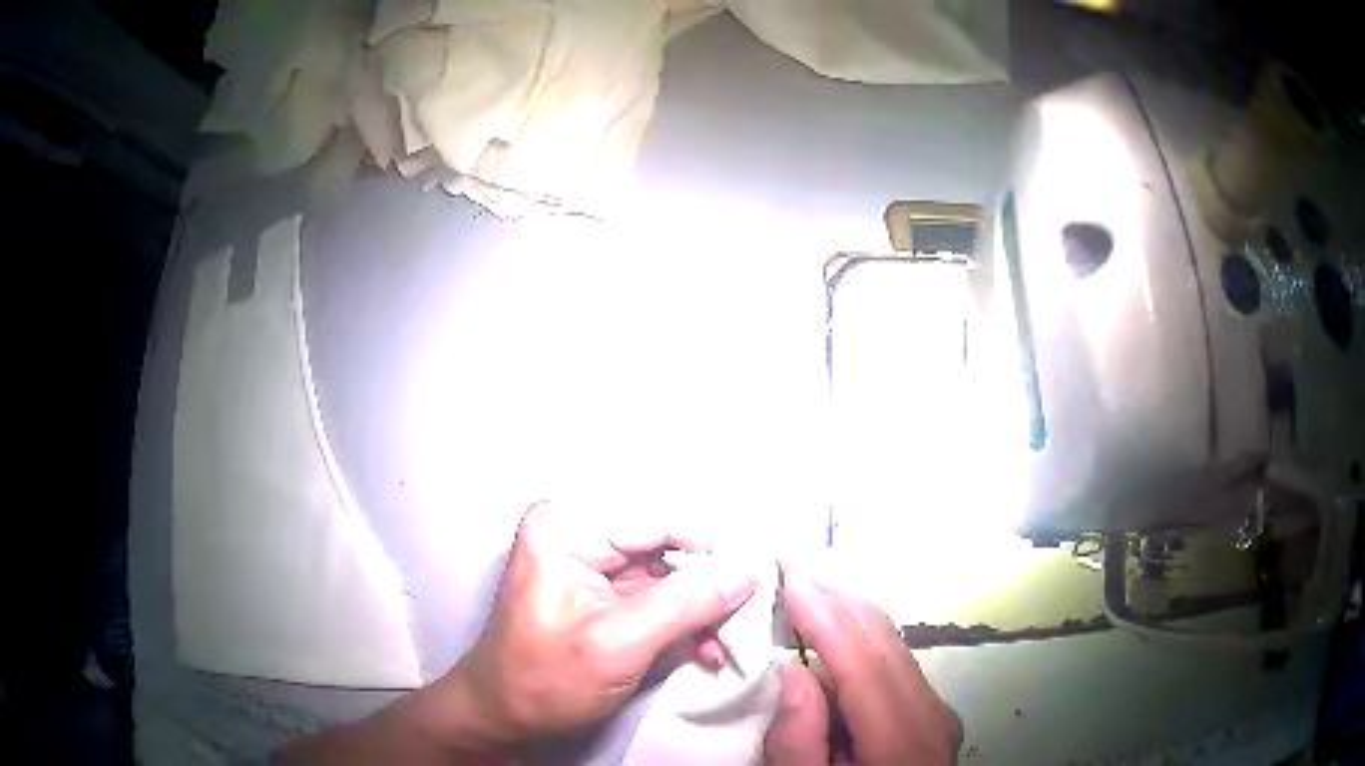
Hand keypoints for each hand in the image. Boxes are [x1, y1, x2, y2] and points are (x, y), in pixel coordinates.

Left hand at [440, 501, 759, 750]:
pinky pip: (657, 597)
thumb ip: (686, 603)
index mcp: (567, 527)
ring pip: (668, 574)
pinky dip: (683, 622)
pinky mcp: (603, 593)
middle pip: (665, 546)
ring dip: (700, 610)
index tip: (758, 573)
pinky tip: (704, 649)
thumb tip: (748, 568)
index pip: (657, 519)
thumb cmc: (542, 680)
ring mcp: (591, 563)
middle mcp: (579, 533)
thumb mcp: (617, 644)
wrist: (503, 716)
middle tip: (748, 611)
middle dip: (707, 584)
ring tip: (726, 642)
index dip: (712, 546)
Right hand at [764, 565, 961, 765]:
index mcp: (902, 744)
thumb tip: (795, 672)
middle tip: (793, 565)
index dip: (828, 618)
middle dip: (840, 598)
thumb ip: (800, 740)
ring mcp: (937, 712)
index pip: (865, 666)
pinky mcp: (931, 712)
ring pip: (894, 646)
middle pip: (887, 644)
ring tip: (808, 586)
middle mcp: (931, 717)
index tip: (791, 579)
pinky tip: (835, 627)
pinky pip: (896, 663)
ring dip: (850, 612)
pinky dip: (862, 638)